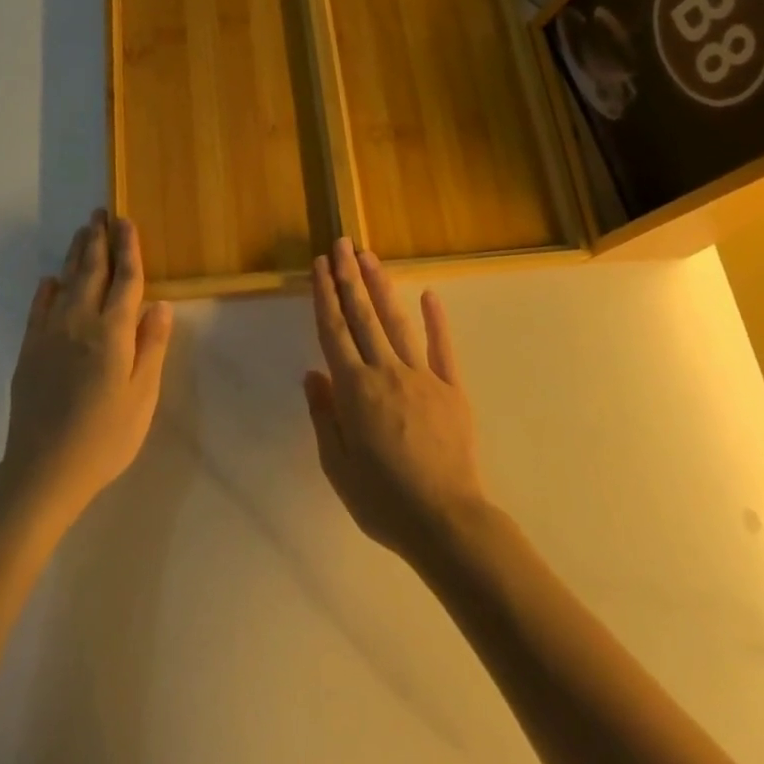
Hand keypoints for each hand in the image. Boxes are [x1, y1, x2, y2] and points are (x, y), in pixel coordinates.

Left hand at [2, 210, 173, 525]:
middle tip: (101, 213)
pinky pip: (38, 309)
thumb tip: (159, 304)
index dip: (128, 249)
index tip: (127, 221)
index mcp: (112, 332)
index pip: (125, 279)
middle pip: (92, 271)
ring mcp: (50, 335)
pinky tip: (50, 280)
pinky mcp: (29, 351)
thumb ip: (150, 346)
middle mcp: (80, 322)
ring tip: (82, 231)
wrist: (43, 470)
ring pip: (66, 283)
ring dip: (75, 255)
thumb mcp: (142, 396)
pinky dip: (46, 290)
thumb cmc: (105, 436)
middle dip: (98, 240)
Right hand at [303, 238, 487, 568]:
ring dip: (381, 287)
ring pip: (396, 322)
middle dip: (349, 277)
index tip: (320, 265)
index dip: (325, 295)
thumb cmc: (383, 500)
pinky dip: (435, 320)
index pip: (333, 332)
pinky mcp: (451, 388)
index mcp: (354, 390)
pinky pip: (442, 348)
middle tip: (342, 243)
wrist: (445, 521)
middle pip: (362, 316)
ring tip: (369, 257)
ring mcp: (422, 376)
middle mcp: (385, 372)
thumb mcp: (337, 465)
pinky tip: (429, 294)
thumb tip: (312, 374)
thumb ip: (324, 415)